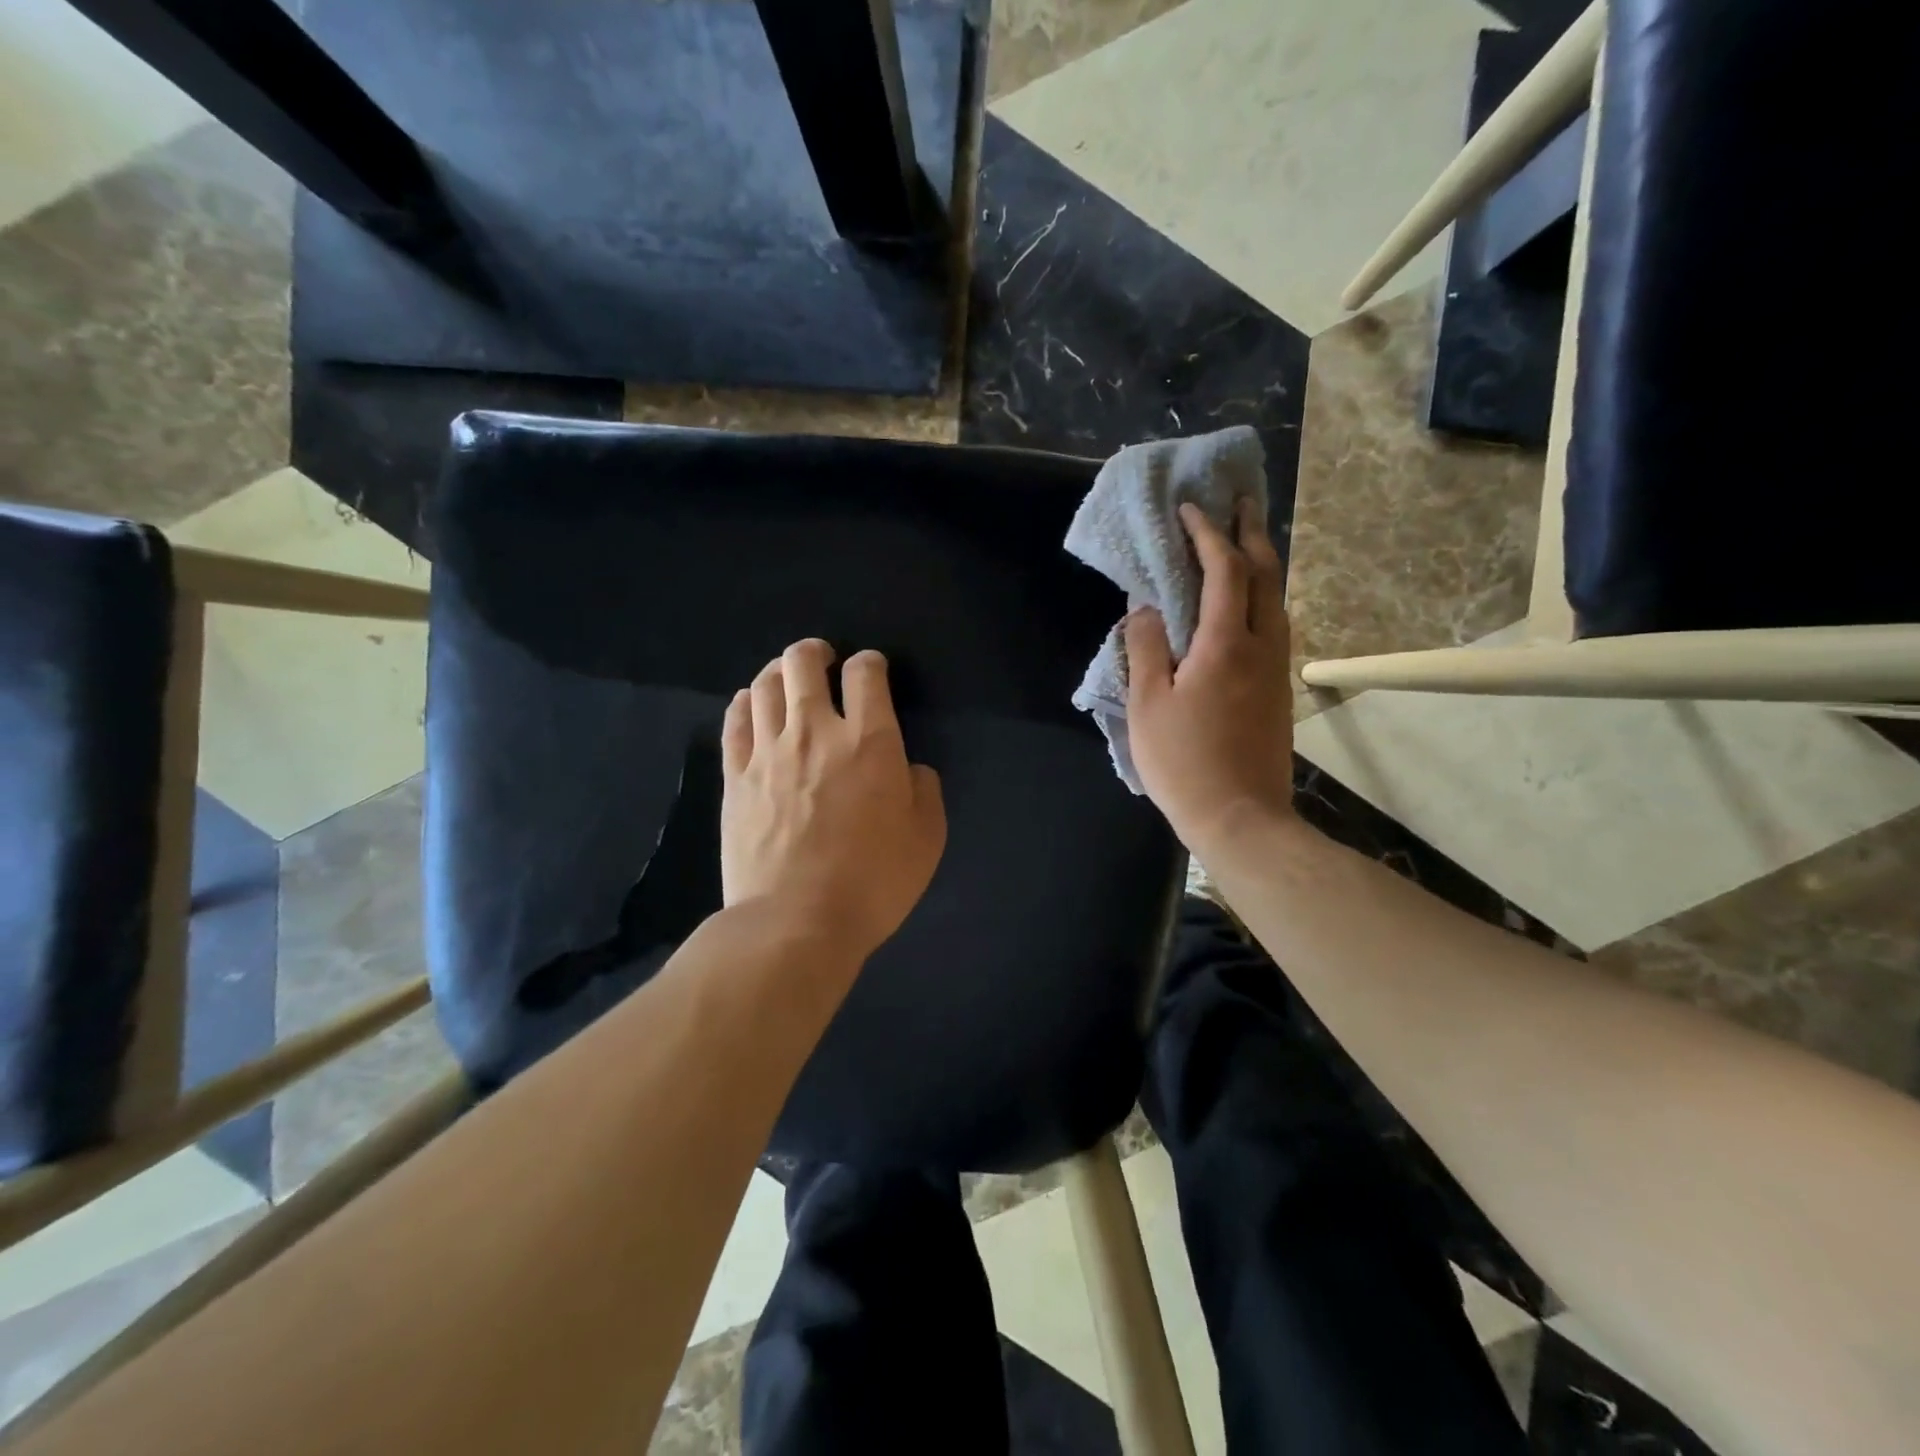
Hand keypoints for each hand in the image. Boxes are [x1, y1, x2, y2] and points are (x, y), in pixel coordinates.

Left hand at [721, 639, 946, 963]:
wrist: (796, 923)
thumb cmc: (873, 882)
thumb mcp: (927, 838)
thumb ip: (924, 790)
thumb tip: (909, 768)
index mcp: (869, 742)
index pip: (866, 673)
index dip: (870, 662)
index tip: (872, 671)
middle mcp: (815, 732)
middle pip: (803, 664)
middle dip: (816, 652)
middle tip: (824, 660)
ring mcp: (768, 752)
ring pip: (764, 685)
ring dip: (778, 671)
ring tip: (787, 677)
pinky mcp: (735, 777)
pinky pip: (734, 722)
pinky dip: (744, 702)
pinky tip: (750, 703)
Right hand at [1125, 500, 1293, 855]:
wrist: (1240, 816)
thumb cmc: (1183, 761)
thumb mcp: (1147, 705)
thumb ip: (1146, 648)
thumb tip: (1145, 609)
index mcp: (1226, 643)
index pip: (1224, 570)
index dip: (1207, 534)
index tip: (1189, 509)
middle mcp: (1262, 646)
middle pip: (1266, 575)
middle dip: (1251, 534)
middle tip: (1240, 504)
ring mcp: (1276, 670)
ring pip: (1277, 600)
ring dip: (1262, 564)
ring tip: (1244, 543)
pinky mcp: (1278, 692)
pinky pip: (1275, 626)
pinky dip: (1261, 598)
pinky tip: (1246, 605)